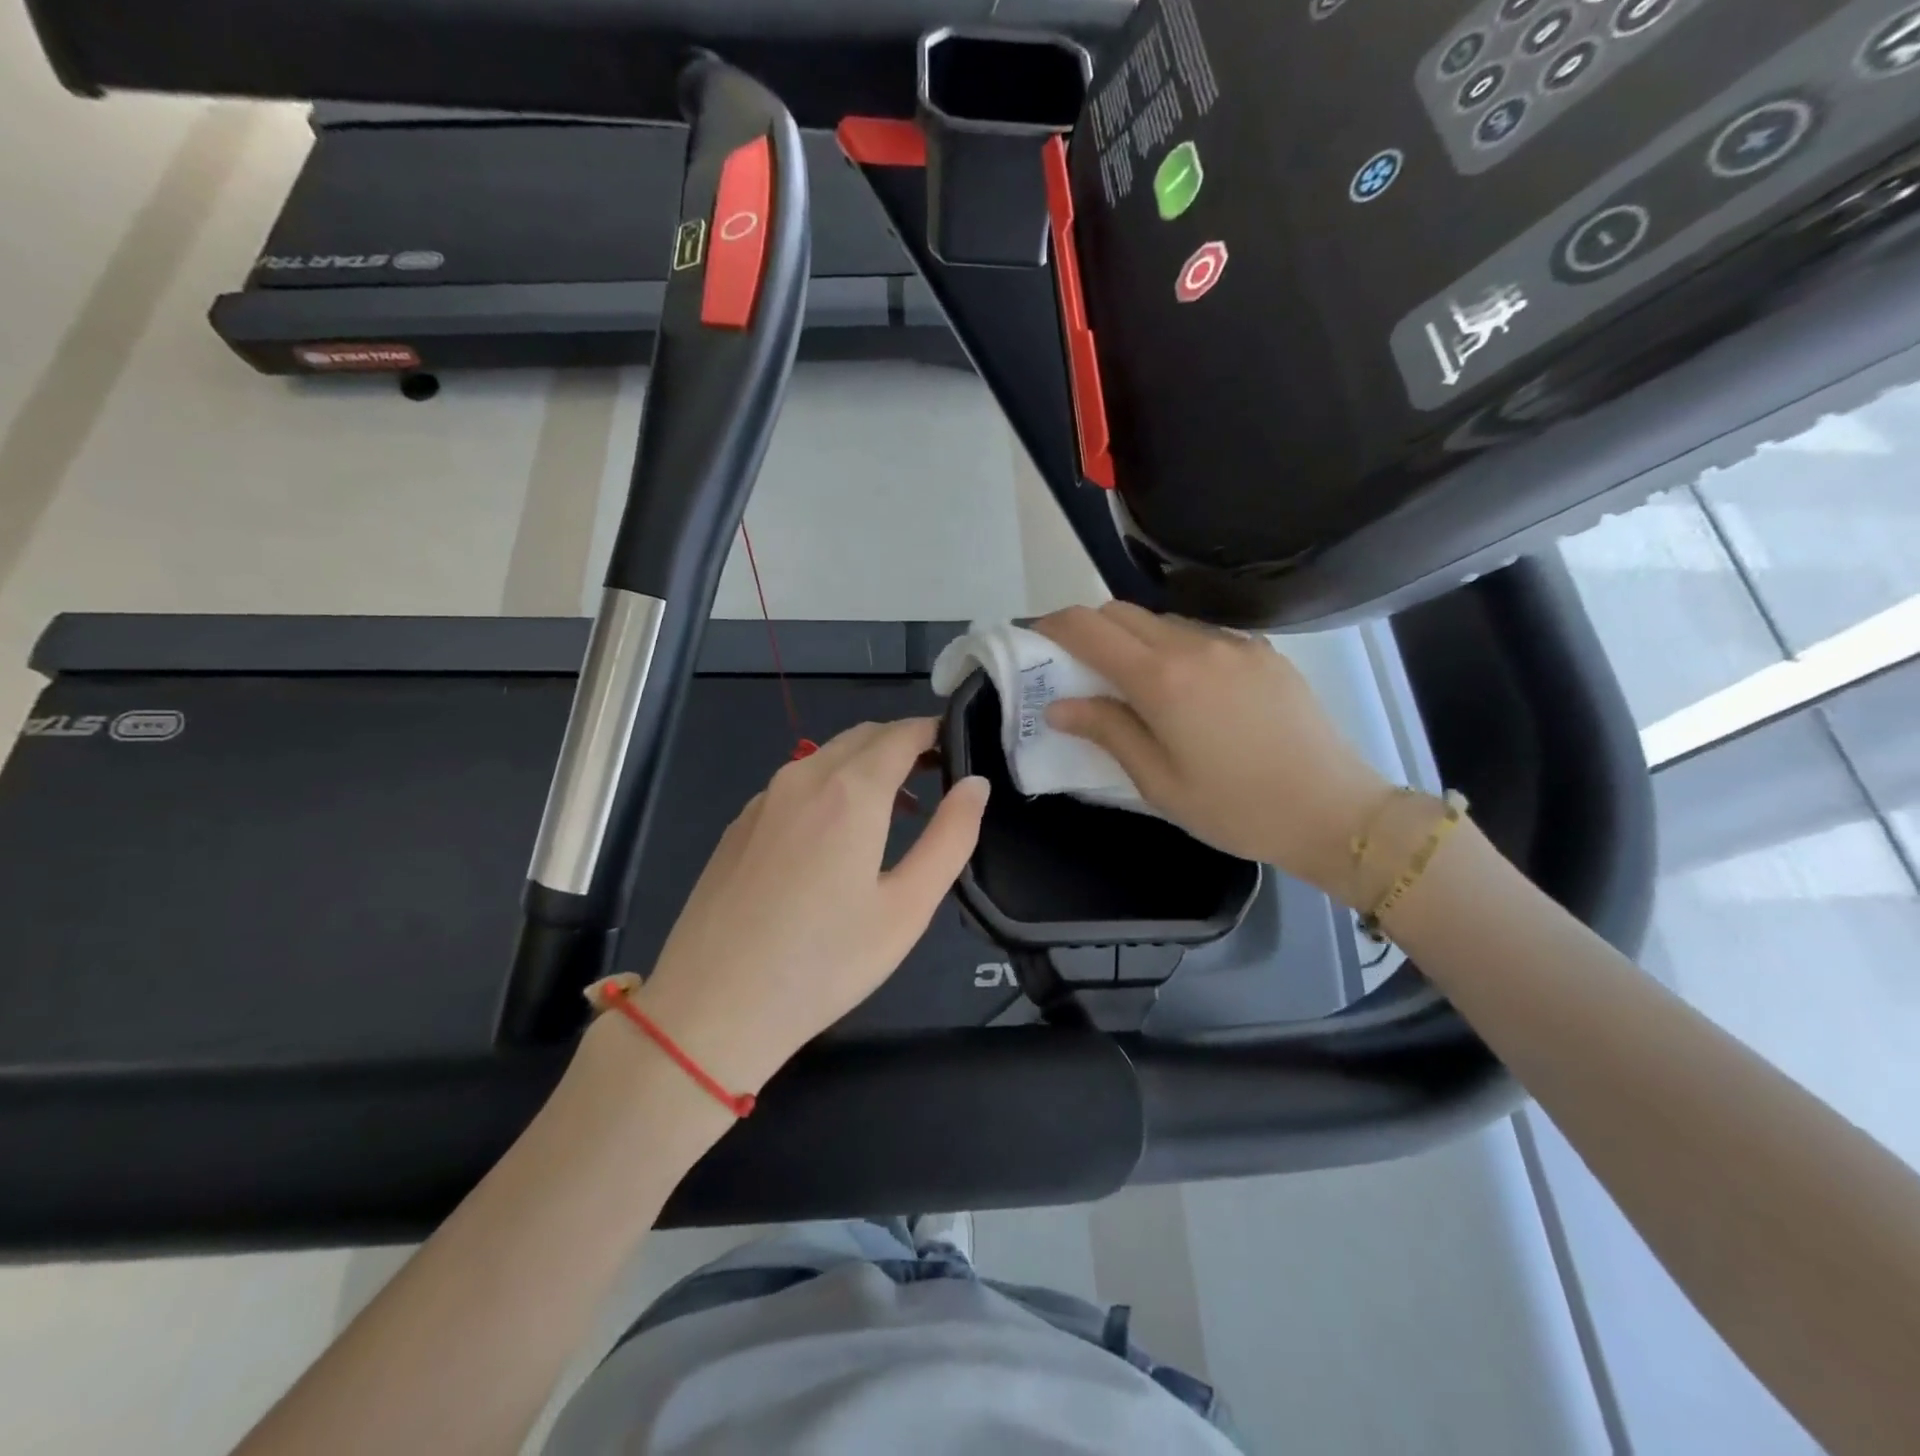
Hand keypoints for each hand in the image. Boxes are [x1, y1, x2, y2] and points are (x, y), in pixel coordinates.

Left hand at [631, 718, 989, 1093]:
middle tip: (938, 777)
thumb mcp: (907, 907)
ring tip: (897, 810)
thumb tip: (975, 784)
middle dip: (904, 745)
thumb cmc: (825, 963)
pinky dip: (830, 787)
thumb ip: (950, 837)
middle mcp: (803, 777)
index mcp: (850, 791)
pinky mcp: (739, 824)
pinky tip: (836, 838)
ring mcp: (764, 799)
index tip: (960, 747)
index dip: (935, 732)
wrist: (713, 1008)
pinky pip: (796, 784)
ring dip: (867, 766)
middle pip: (863, 737)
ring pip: (826, 757)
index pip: (902, 734)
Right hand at [1035, 603, 1391, 900]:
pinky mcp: (1263, 651)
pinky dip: (1174, 647)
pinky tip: (1186, 689)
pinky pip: (1202, 634)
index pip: (1090, 628)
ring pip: (1162, 620)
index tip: (1035, 639)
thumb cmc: (1235, 808)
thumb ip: (1107, 731)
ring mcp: (1234, 643)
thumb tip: (1059, 706)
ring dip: (1133, 638)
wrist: (1334, 811)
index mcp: (1162, 679)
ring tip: (1133, 683)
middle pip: (1122, 612)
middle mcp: (1195, 645)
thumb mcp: (1158, 781)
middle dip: (1089, 629)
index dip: (1053, 625)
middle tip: (1078, 667)